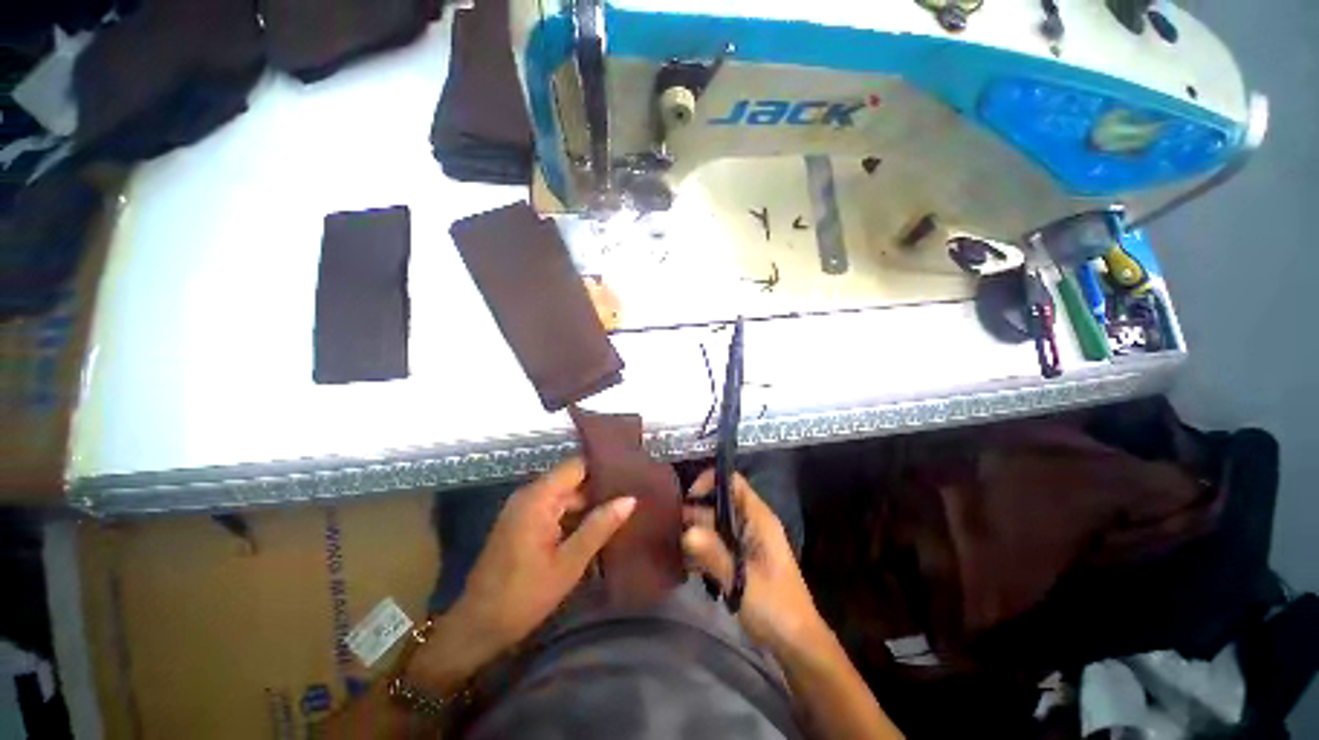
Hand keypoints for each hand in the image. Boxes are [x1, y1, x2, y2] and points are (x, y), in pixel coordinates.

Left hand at [408, 459, 634, 690]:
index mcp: (538, 497)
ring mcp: (524, 509)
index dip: (604, 466)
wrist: (477, 628)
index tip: (632, 471)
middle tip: (633, 494)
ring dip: (590, 504)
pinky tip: (598, 526)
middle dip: (600, 488)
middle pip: (572, 479)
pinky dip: (575, 516)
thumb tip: (630, 499)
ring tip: (623, 509)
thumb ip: (599, 526)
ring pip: (566, 496)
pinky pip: (555, 509)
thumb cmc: (523, 596)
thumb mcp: (568, 563)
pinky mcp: (523, 523)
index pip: (577, 465)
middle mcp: (530, 495)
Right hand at [682, 470, 826, 654]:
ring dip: (696, 535)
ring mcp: (745, 541)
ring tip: (676, 550)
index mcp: (759, 519)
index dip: (710, 482)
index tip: (688, 500)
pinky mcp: (740, 559)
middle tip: (673, 532)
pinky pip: (716, 544)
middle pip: (718, 504)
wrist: (797, 644)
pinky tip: (687, 566)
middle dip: (696, 514)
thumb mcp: (743, 582)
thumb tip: (687, 532)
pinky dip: (702, 550)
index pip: (733, 483)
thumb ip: (715, 555)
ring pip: (715, 525)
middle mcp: (751, 524)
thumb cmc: (776, 608)